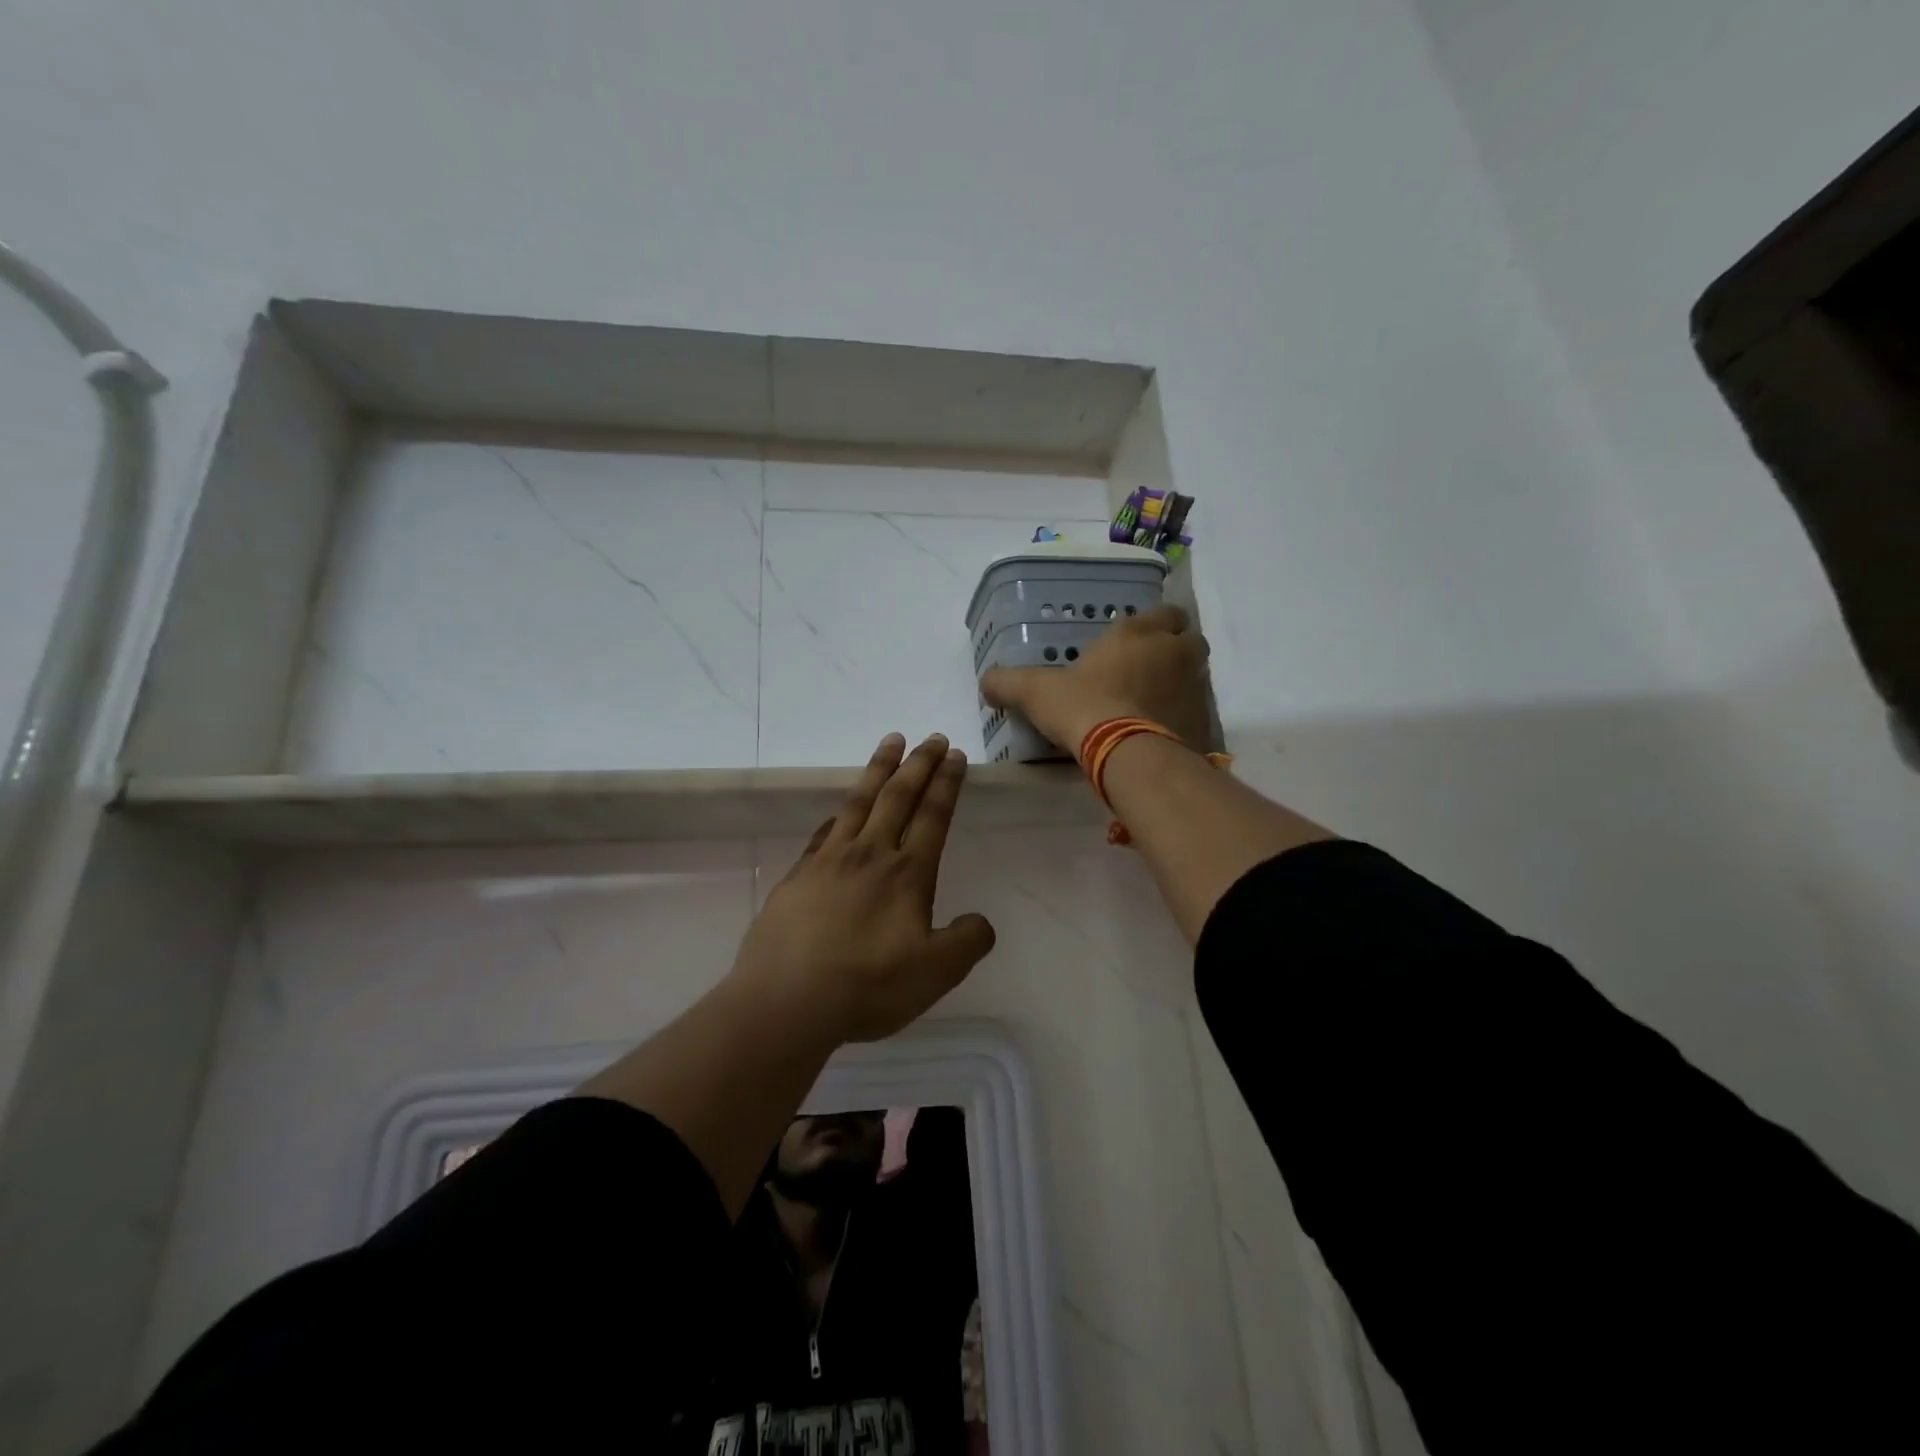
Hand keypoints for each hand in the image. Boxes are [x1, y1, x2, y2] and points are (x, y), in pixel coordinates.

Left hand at [730, 732, 996, 1043]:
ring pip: (858, 802)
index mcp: (907, 873)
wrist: (787, 1000)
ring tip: (891, 742)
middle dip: (919, 764)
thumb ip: (966, 942)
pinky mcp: (797, 876)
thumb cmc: (868, 985)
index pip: (932, 816)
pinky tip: (838, 811)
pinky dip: (837, 813)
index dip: (946, 784)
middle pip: (898, 797)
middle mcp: (869, 855)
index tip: (954, 755)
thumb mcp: (936, 973)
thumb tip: (981, 922)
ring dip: (878, 769)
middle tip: (932, 738)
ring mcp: (828, 861)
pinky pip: (823, 832)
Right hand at [980, 604, 1212, 754]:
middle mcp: (1174, 652)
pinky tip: (1162, 732)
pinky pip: (1198, 712)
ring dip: (1182, 682)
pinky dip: (1185, 717)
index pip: (1167, 611)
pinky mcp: (1203, 722)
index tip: (1140, 639)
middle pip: (1191, 640)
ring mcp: (1194, 687)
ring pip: (1198, 675)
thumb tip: (985, 682)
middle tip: (1150, 669)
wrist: (1127, 755)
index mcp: (1138, 633)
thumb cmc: (1083, 708)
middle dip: (1176, 650)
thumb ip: (1008, 682)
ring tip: (1154, 703)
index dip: (1158, 622)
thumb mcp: (1036, 692)